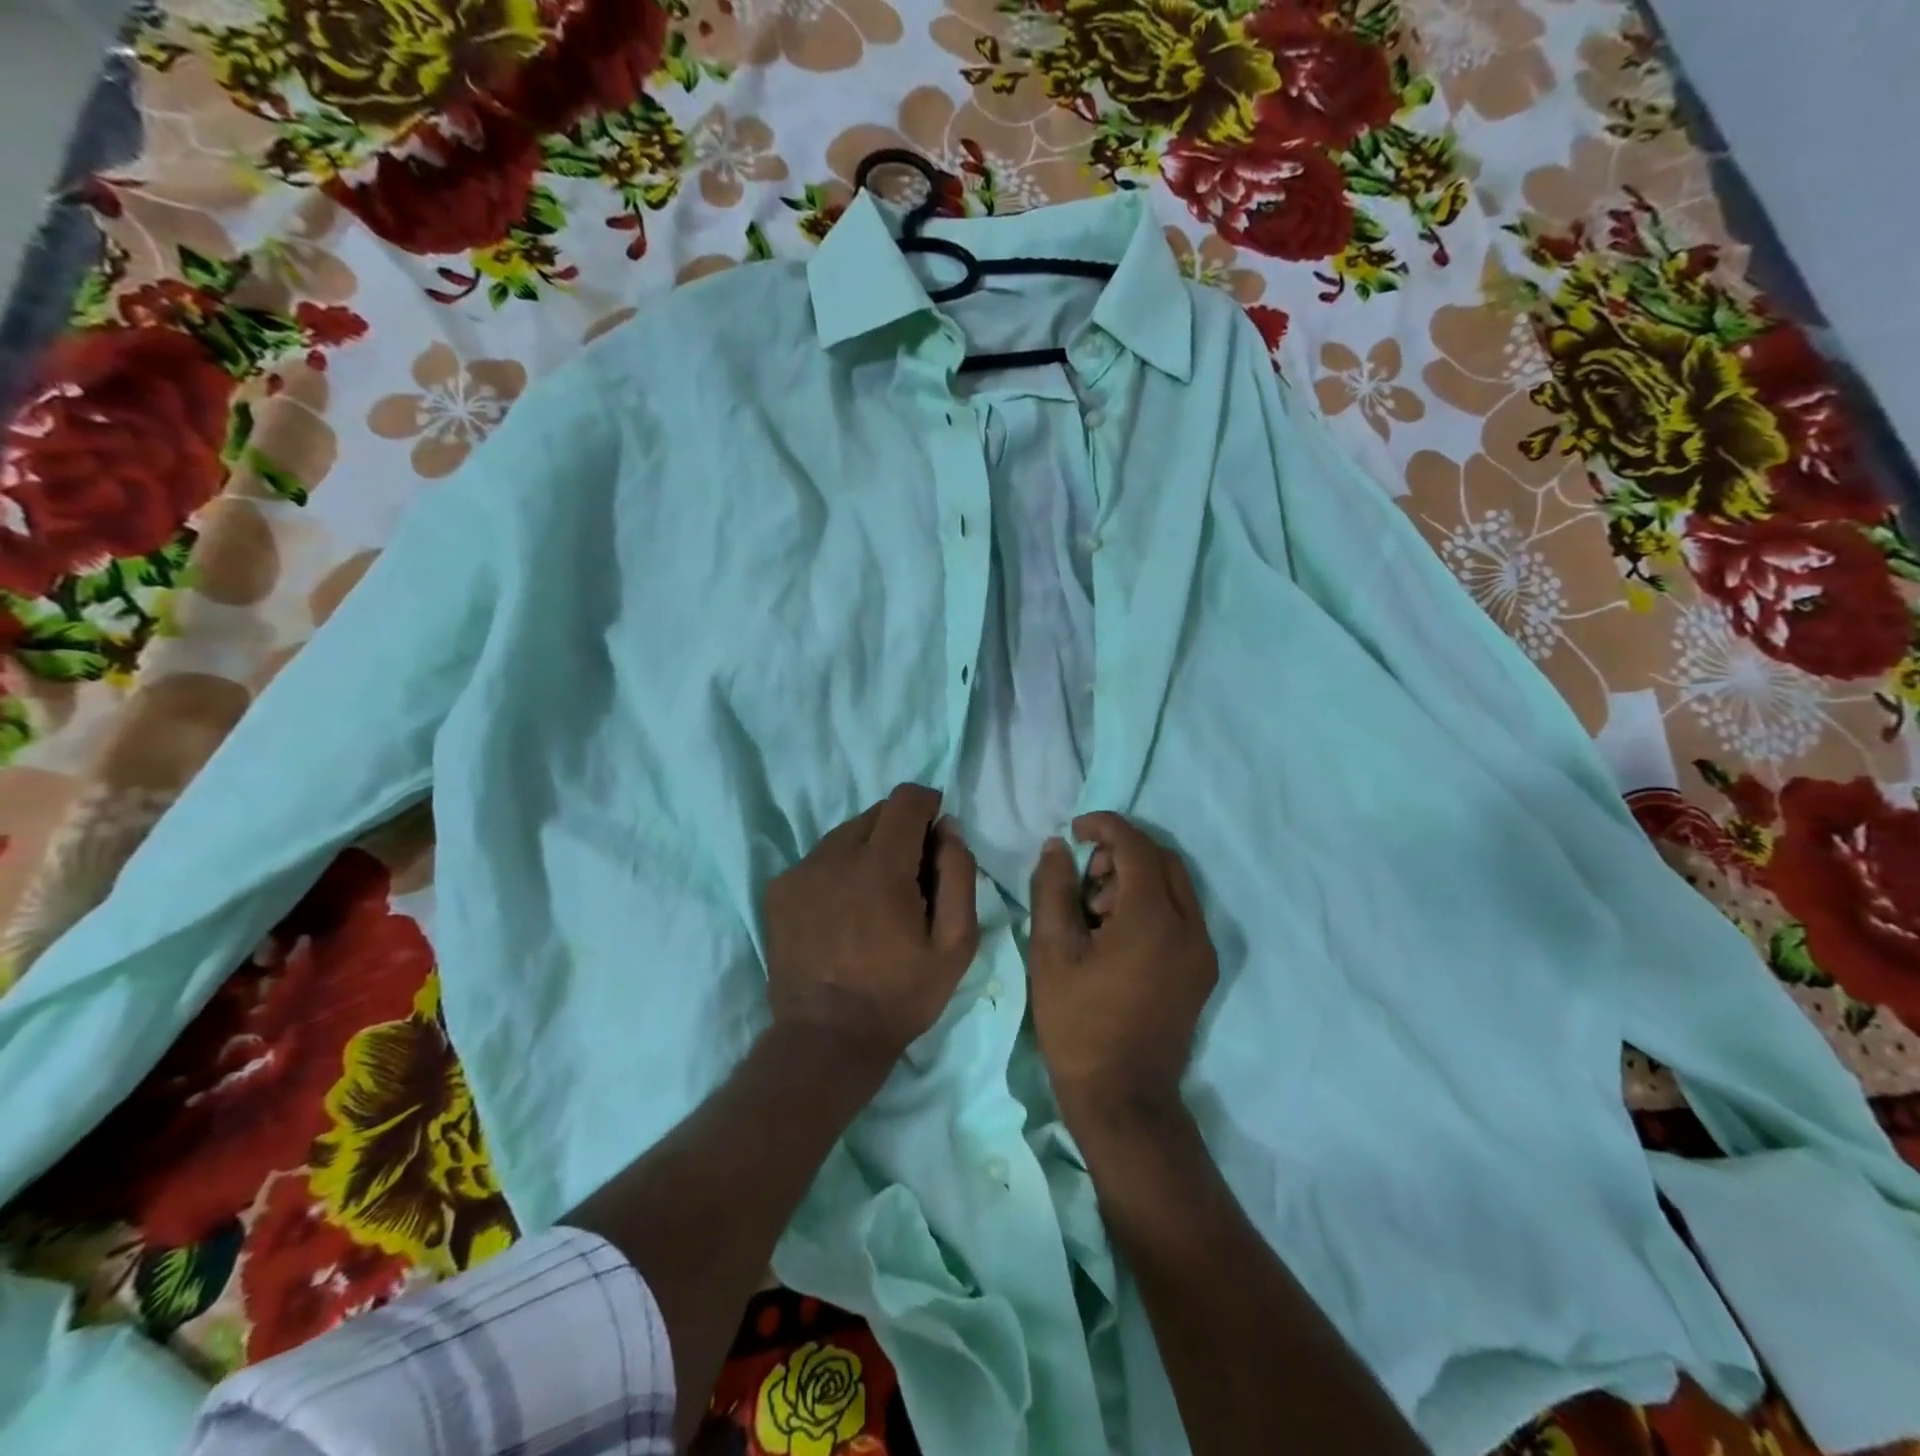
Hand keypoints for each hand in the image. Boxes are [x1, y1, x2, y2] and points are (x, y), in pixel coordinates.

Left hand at [763, 783, 980, 1066]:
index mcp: (881, 866)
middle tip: (909, 878)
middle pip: (876, 813)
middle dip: (900, 831)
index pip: (906, 799)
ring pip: (845, 834)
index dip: (928, 806)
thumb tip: (948, 829)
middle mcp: (835, 855)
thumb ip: (958, 875)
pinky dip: (838, 870)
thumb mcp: (955, 944)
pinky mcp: (779, 889)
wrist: (826, 1040)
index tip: (935, 835)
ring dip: (867, 850)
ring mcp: (801, 871)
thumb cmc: (900, 995)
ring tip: (874, 898)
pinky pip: (819, 858)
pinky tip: (843, 911)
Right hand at [1028, 812, 1217, 1127]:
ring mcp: (1202, 951)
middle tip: (1085, 876)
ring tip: (1096, 910)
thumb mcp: (1052, 951)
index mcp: (1153, 921)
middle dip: (1122, 853)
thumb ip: (1054, 888)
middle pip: (1162, 859)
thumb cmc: (1078, 1023)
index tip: (1076, 829)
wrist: (1122, 1096)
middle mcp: (1190, 928)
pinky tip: (1117, 932)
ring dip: (1136, 878)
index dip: (1105, 827)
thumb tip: (1059, 847)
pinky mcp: (1202, 969)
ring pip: (1175, 885)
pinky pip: (1181, 913)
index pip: (1136, 847)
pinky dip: (1151, 903)